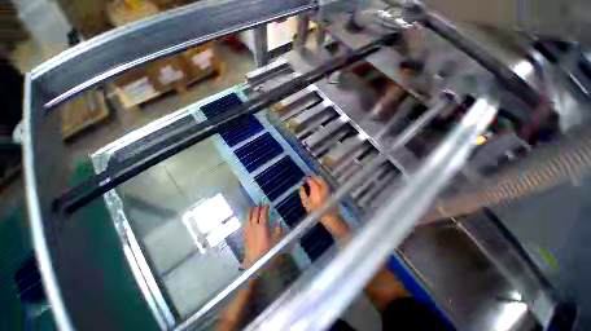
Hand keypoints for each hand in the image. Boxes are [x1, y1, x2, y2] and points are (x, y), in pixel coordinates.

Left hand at [243, 204, 279, 267]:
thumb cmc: (267, 252)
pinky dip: (248, 217)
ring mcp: (248, 229)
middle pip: (255, 213)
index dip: (265, 207)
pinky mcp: (245, 234)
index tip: (267, 204)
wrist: (253, 262)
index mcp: (263, 226)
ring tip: (254, 207)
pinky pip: (246, 222)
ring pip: (249, 216)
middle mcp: (254, 225)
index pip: (263, 213)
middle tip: (261, 203)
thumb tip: (278, 222)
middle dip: (258, 207)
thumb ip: (278, 230)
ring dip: (252, 211)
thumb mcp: (276, 241)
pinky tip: (249, 217)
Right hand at [298, 176, 331, 212]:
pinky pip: (325, 183)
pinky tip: (318, 186)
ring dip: (317, 179)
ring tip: (312, 182)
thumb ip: (302, 193)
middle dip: (312, 178)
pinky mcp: (330, 191)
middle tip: (307, 180)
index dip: (306, 178)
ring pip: (321, 180)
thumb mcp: (306, 203)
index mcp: (315, 188)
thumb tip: (301, 187)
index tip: (303, 180)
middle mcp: (322, 186)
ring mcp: (327, 188)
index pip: (310, 179)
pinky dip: (321, 182)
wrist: (329, 216)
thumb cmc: (315, 210)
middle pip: (317, 178)